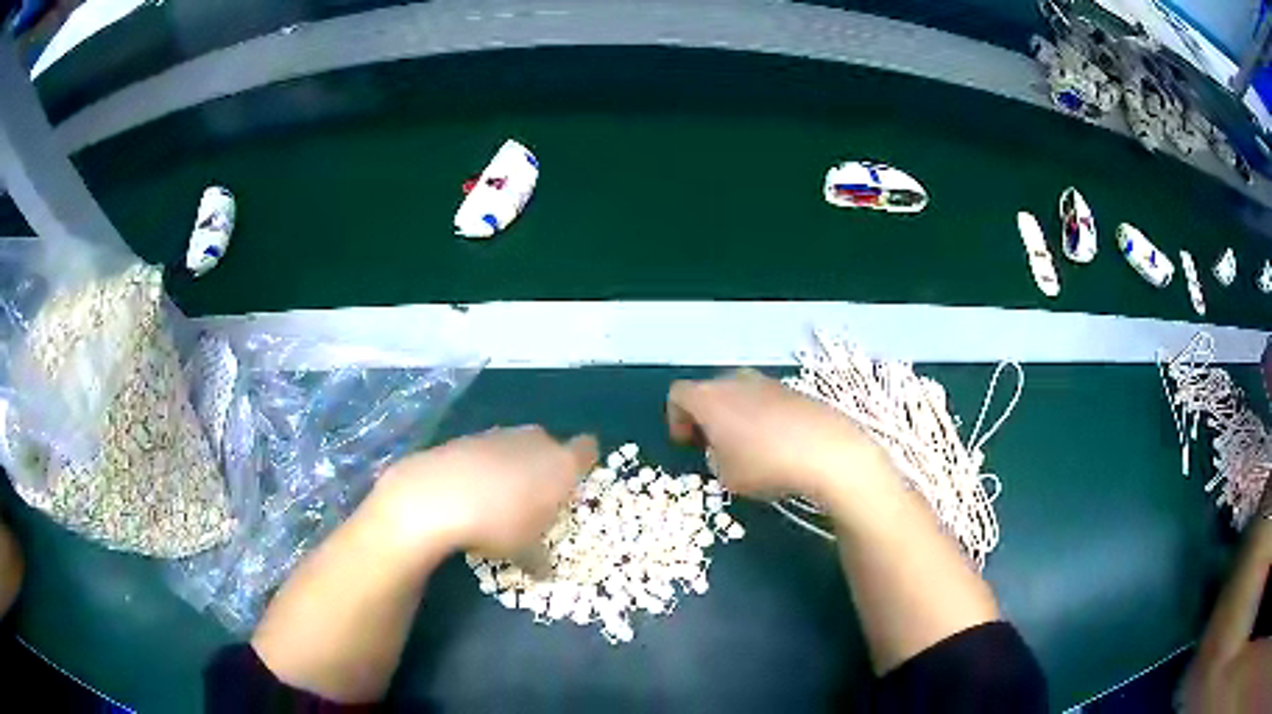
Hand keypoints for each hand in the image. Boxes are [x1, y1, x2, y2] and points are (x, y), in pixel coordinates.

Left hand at [370, 427, 597, 559]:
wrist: (437, 495)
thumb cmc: (499, 523)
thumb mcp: (525, 550)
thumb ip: (540, 557)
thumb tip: (544, 571)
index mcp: (561, 464)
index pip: (586, 451)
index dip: (583, 464)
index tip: (574, 484)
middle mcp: (535, 441)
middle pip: (549, 446)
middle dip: (544, 468)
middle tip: (535, 500)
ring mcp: (498, 435)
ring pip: (515, 448)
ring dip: (511, 467)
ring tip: (498, 499)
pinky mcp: (466, 438)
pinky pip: (485, 452)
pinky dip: (482, 468)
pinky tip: (469, 492)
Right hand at [667, 369, 895, 508]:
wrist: (826, 451)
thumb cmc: (765, 465)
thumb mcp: (726, 475)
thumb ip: (715, 458)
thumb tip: (723, 449)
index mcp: (709, 397)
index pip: (678, 395)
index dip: (676, 419)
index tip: (688, 444)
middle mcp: (735, 381)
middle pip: (709, 390)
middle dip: (706, 415)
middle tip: (714, 445)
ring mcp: (768, 382)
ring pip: (740, 394)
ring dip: (735, 415)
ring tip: (747, 447)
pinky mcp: (794, 390)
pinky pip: (766, 400)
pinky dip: (762, 416)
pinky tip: (777, 444)